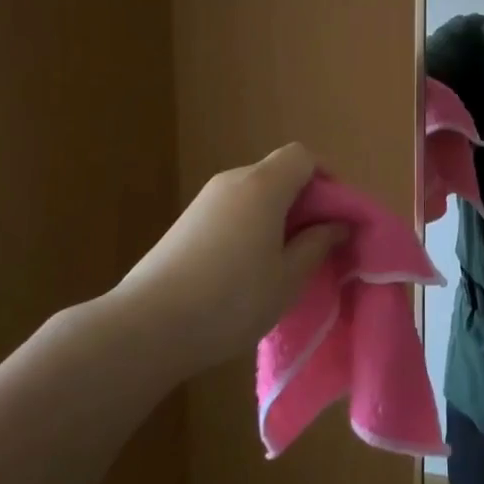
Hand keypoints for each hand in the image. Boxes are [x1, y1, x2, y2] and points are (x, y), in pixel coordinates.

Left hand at [113, 143, 345, 375]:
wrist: (146, 327)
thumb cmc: (231, 299)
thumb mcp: (288, 278)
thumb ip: (317, 244)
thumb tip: (337, 225)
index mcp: (263, 186)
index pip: (302, 156)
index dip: (326, 178)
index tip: (335, 217)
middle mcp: (232, 181)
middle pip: (278, 173)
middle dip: (304, 201)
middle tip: (316, 244)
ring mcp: (204, 201)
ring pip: (254, 194)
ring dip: (276, 216)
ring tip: (283, 261)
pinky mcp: (185, 224)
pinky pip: (232, 211)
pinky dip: (250, 226)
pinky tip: (246, 270)